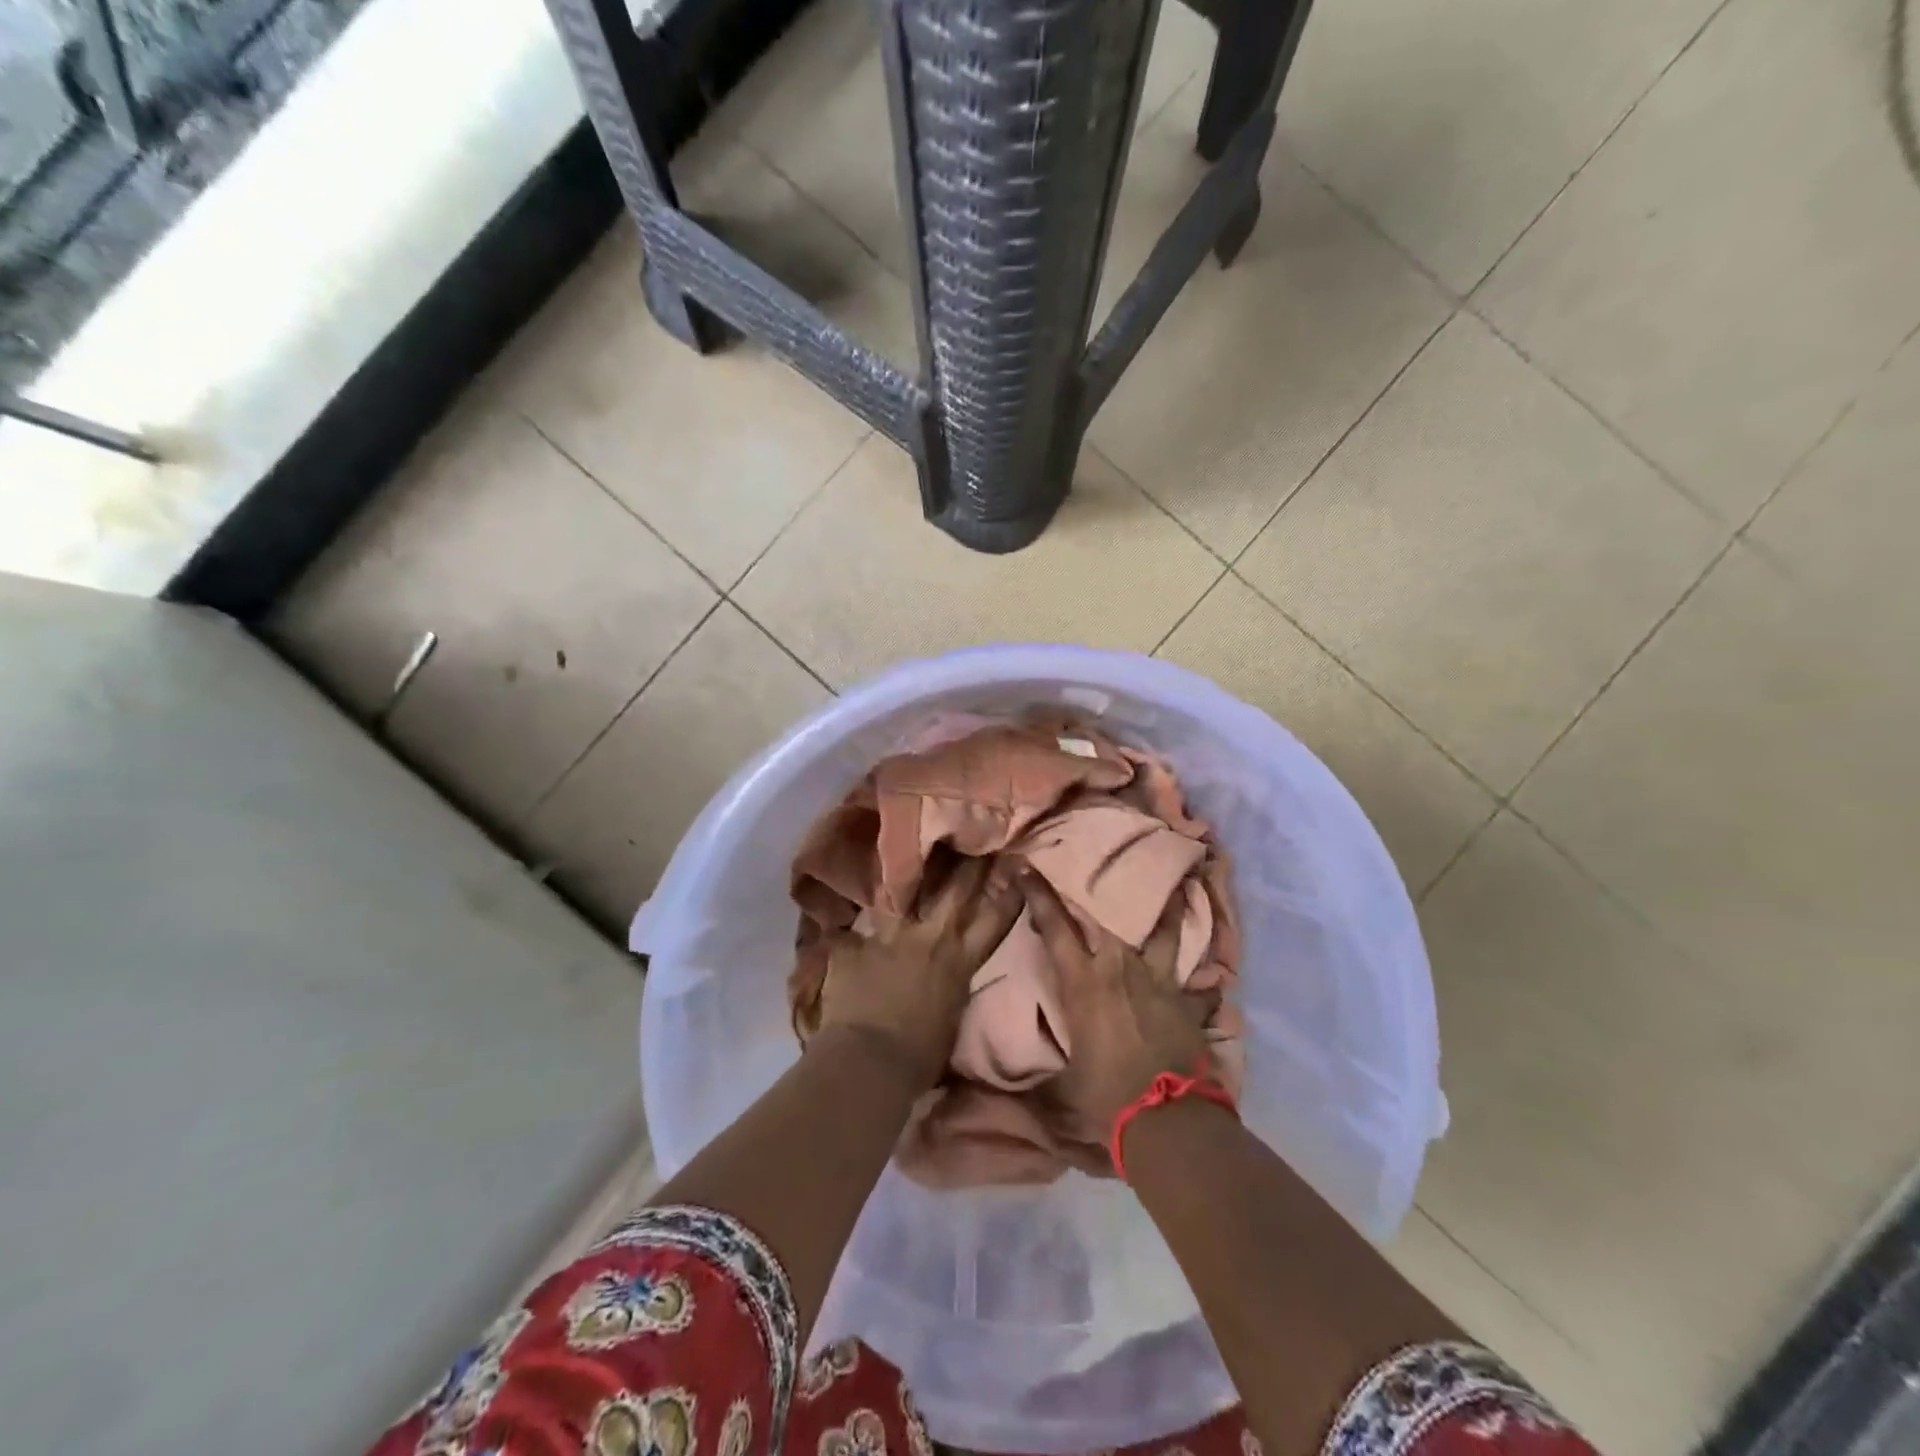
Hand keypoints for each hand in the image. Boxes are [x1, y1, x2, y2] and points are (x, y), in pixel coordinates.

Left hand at [815, 856, 1023, 1090]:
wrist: (870, 1063)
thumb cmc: (920, 1058)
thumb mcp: (950, 1020)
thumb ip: (951, 989)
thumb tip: (948, 983)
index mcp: (959, 961)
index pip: (993, 921)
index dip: (1007, 893)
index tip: (1017, 864)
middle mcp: (929, 939)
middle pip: (954, 891)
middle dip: (967, 863)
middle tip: (972, 837)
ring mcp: (889, 938)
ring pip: (900, 896)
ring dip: (904, 878)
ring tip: (903, 852)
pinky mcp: (854, 947)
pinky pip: (847, 934)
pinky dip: (844, 935)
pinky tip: (835, 927)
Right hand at [1024, 872, 1218, 1143]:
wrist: (1166, 1120)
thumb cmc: (1104, 1096)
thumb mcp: (1060, 1083)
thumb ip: (1037, 1071)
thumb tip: (1001, 1085)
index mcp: (1083, 981)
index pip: (1054, 926)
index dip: (1038, 893)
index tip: (1025, 866)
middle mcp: (1121, 969)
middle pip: (1111, 915)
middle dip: (1102, 888)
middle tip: (1104, 864)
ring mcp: (1160, 982)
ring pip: (1164, 933)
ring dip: (1168, 911)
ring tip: (1180, 887)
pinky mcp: (1188, 1003)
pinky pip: (1200, 988)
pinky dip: (1205, 985)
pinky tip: (1213, 982)